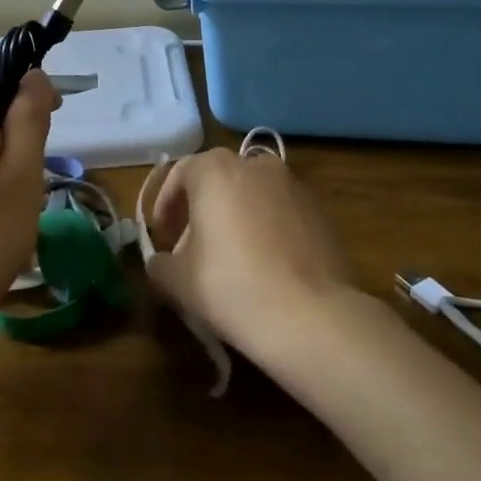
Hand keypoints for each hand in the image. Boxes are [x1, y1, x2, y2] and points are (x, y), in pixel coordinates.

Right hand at [145, 148, 352, 357]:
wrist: (311, 315)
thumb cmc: (232, 286)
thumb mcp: (178, 281)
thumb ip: (160, 263)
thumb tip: (162, 262)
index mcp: (216, 169)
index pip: (180, 174)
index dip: (166, 205)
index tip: (163, 236)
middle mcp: (256, 165)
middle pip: (218, 181)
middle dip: (201, 211)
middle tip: (192, 249)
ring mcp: (294, 186)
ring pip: (252, 195)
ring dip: (236, 218)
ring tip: (231, 259)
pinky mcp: (321, 211)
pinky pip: (282, 213)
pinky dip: (267, 229)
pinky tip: (266, 267)